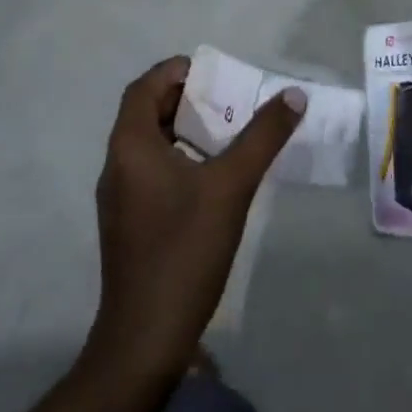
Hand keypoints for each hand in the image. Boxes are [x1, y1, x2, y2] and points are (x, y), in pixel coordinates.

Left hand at [90, 56, 305, 376]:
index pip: (144, 88)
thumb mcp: (231, 186)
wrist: (145, 339)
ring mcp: (120, 198)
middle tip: (228, 100)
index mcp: (131, 146)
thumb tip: (293, 95)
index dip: (175, 71)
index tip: (213, 73)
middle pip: (147, 113)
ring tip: (228, 133)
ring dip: (185, 130)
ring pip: (151, 144)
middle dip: (187, 99)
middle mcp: (118, 165)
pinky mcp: (129, 224)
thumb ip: (263, 136)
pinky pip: (152, 172)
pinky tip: (213, 178)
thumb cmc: (184, 250)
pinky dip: (180, 159)